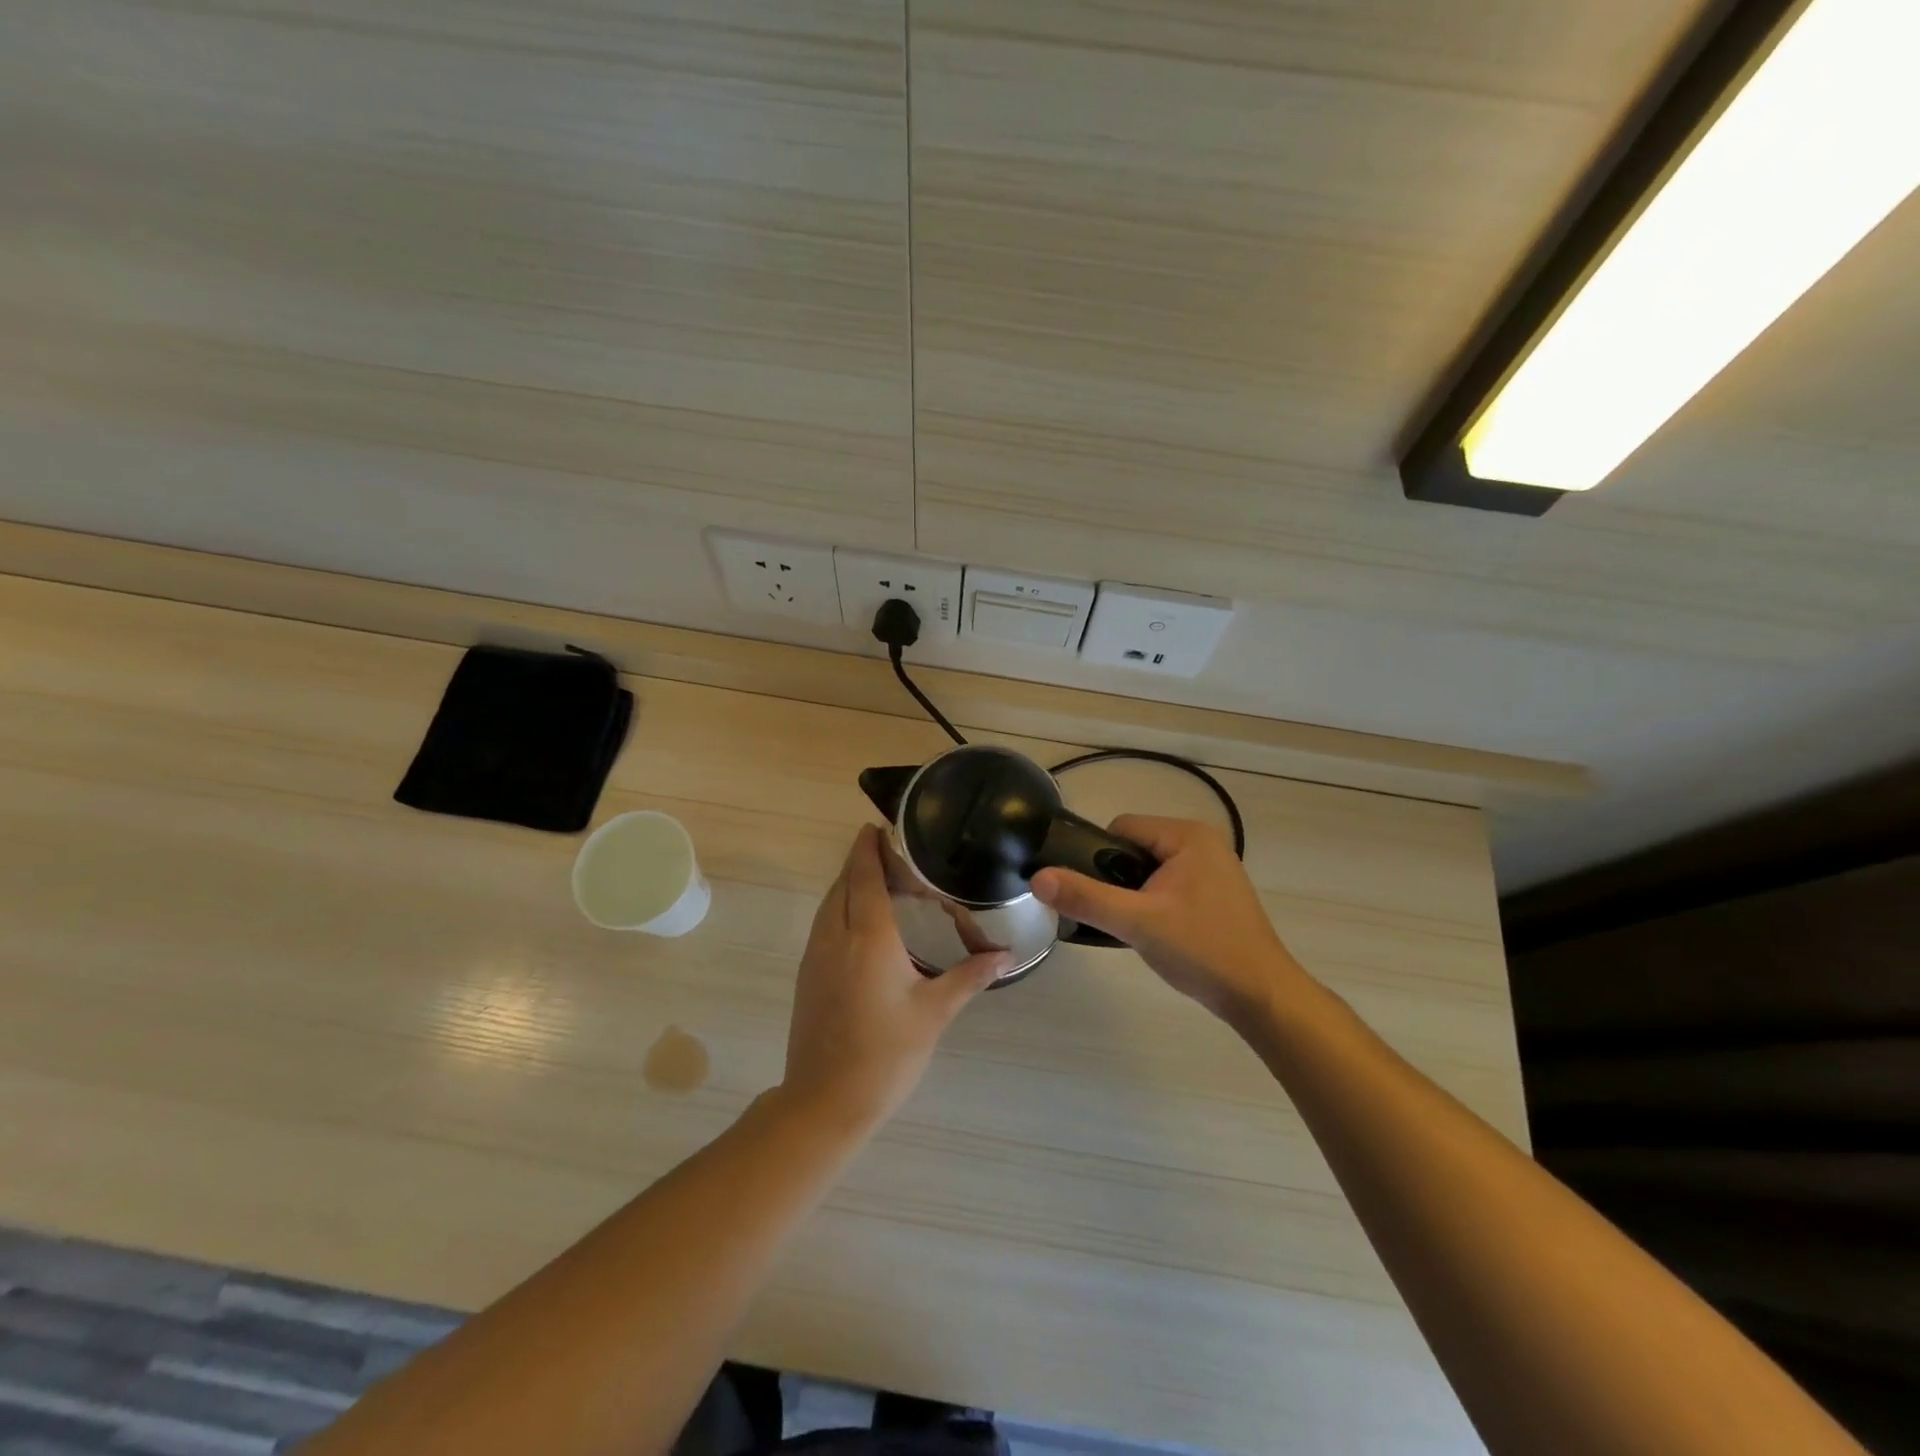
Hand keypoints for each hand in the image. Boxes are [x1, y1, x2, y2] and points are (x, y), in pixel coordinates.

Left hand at [781, 825, 1010, 1128]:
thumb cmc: (885, 1055)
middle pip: (844, 883)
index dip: (869, 848)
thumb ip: (970, 977)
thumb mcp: (934, 1013)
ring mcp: (816, 956)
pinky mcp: (808, 974)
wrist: (824, 1102)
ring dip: (850, 883)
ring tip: (881, 878)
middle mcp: (835, 936)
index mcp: (868, 937)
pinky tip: (863, 920)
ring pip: (830, 903)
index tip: (878, 826)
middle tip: (893, 850)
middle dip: (861, 860)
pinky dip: (841, 906)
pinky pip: (824, 923)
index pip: (864, 876)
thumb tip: (1006, 955)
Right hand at [1032, 815, 1306, 1025]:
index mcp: (1187, 835)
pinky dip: (1155, 904)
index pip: (1121, 828)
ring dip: (1135, 895)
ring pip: (1150, 870)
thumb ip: (1086, 897)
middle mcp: (1202, 842)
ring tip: (1135, 929)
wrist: (1261, 997)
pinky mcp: (1217, 893)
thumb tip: (1038, 878)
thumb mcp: (1136, 923)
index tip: (1096, 896)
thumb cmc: (1202, 950)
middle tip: (1118, 918)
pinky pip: (1169, 886)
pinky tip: (1156, 934)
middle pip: (1134, 848)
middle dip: (1118, 880)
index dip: (1098, 858)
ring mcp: (1213, 868)